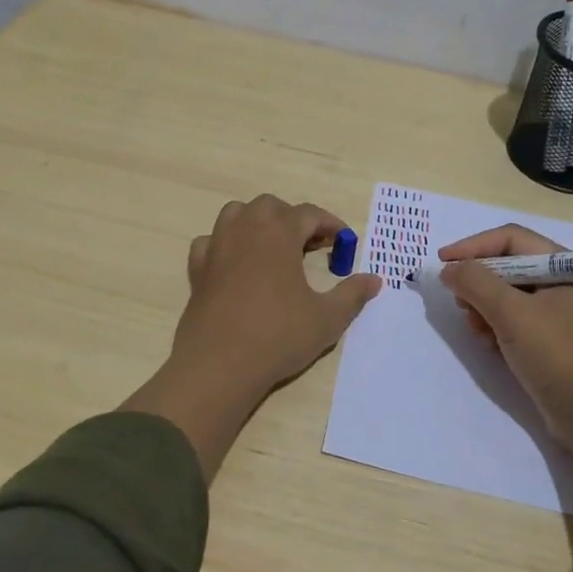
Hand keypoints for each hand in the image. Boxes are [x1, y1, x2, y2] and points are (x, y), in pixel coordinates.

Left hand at [170, 195, 382, 394]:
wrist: (219, 365)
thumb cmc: (278, 336)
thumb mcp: (327, 319)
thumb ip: (352, 295)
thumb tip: (374, 280)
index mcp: (279, 232)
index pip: (310, 214)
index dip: (331, 225)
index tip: (344, 243)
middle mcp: (246, 229)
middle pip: (271, 206)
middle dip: (293, 219)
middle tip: (311, 245)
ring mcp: (217, 247)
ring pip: (236, 214)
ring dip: (257, 222)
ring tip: (273, 247)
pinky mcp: (197, 269)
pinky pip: (211, 241)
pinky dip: (225, 245)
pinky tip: (235, 265)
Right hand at [439, 224, 572, 448]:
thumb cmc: (559, 357)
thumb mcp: (512, 314)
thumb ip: (476, 283)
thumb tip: (450, 269)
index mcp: (568, 267)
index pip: (512, 239)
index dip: (473, 246)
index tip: (443, 262)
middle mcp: (568, 285)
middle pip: (510, 266)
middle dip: (479, 282)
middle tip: (459, 301)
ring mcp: (564, 317)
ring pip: (512, 296)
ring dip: (486, 307)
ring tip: (475, 328)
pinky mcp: (557, 344)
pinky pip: (519, 322)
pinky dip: (499, 328)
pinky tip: (490, 345)